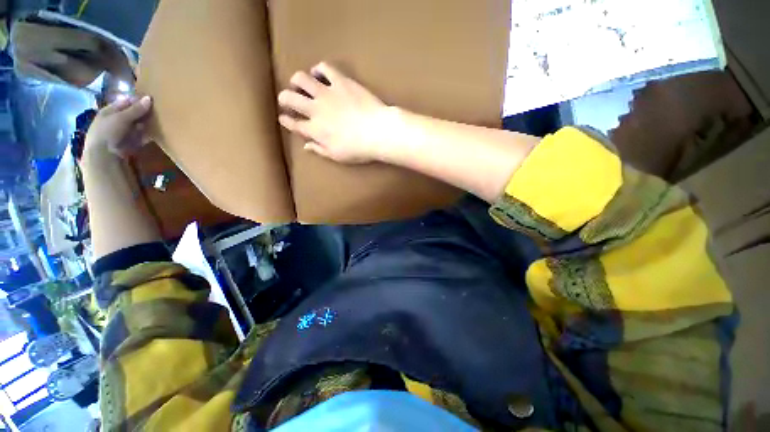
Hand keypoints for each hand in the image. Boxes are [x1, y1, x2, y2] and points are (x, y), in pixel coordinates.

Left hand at [84, 96, 152, 162]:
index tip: (147, 102)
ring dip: (137, 129)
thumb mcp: (122, 117)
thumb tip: (149, 98)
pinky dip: (136, 141)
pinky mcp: (114, 153)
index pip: (122, 103)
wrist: (100, 162)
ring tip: (147, 127)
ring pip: (127, 130)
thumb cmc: (108, 133)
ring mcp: (110, 140)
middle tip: (149, 115)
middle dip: (137, 116)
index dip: (135, 101)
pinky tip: (144, 139)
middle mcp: (106, 125)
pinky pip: (128, 143)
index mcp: (104, 113)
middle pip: (125, 117)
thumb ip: (136, 109)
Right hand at [277, 63, 394, 163]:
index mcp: (313, 129)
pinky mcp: (341, 81)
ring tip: (302, 82)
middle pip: (289, 98)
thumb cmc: (359, 148)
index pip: (292, 123)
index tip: (283, 116)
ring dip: (297, 80)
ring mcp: (326, 93)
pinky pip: (325, 68)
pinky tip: (319, 71)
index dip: (285, 119)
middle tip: (289, 97)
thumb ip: (318, 149)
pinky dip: (319, 68)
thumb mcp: (336, 155)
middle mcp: (314, 109)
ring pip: (301, 79)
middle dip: (284, 97)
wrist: (378, 131)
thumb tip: (306, 145)